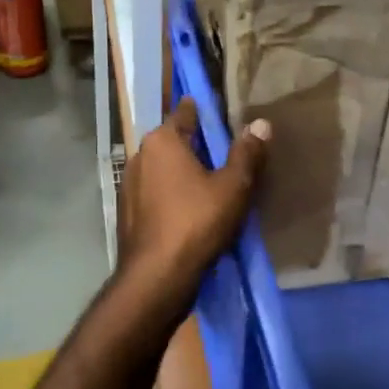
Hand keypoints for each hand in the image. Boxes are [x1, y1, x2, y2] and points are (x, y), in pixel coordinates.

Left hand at [119, 99, 269, 289]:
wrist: (156, 277)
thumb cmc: (196, 223)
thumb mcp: (233, 187)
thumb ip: (247, 154)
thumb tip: (261, 124)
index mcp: (162, 141)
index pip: (185, 113)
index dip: (203, 111)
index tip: (219, 112)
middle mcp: (139, 156)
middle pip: (172, 142)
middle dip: (194, 145)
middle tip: (223, 152)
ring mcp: (128, 185)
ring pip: (162, 170)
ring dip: (181, 173)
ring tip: (208, 183)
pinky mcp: (127, 213)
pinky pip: (154, 194)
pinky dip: (170, 195)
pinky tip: (188, 210)